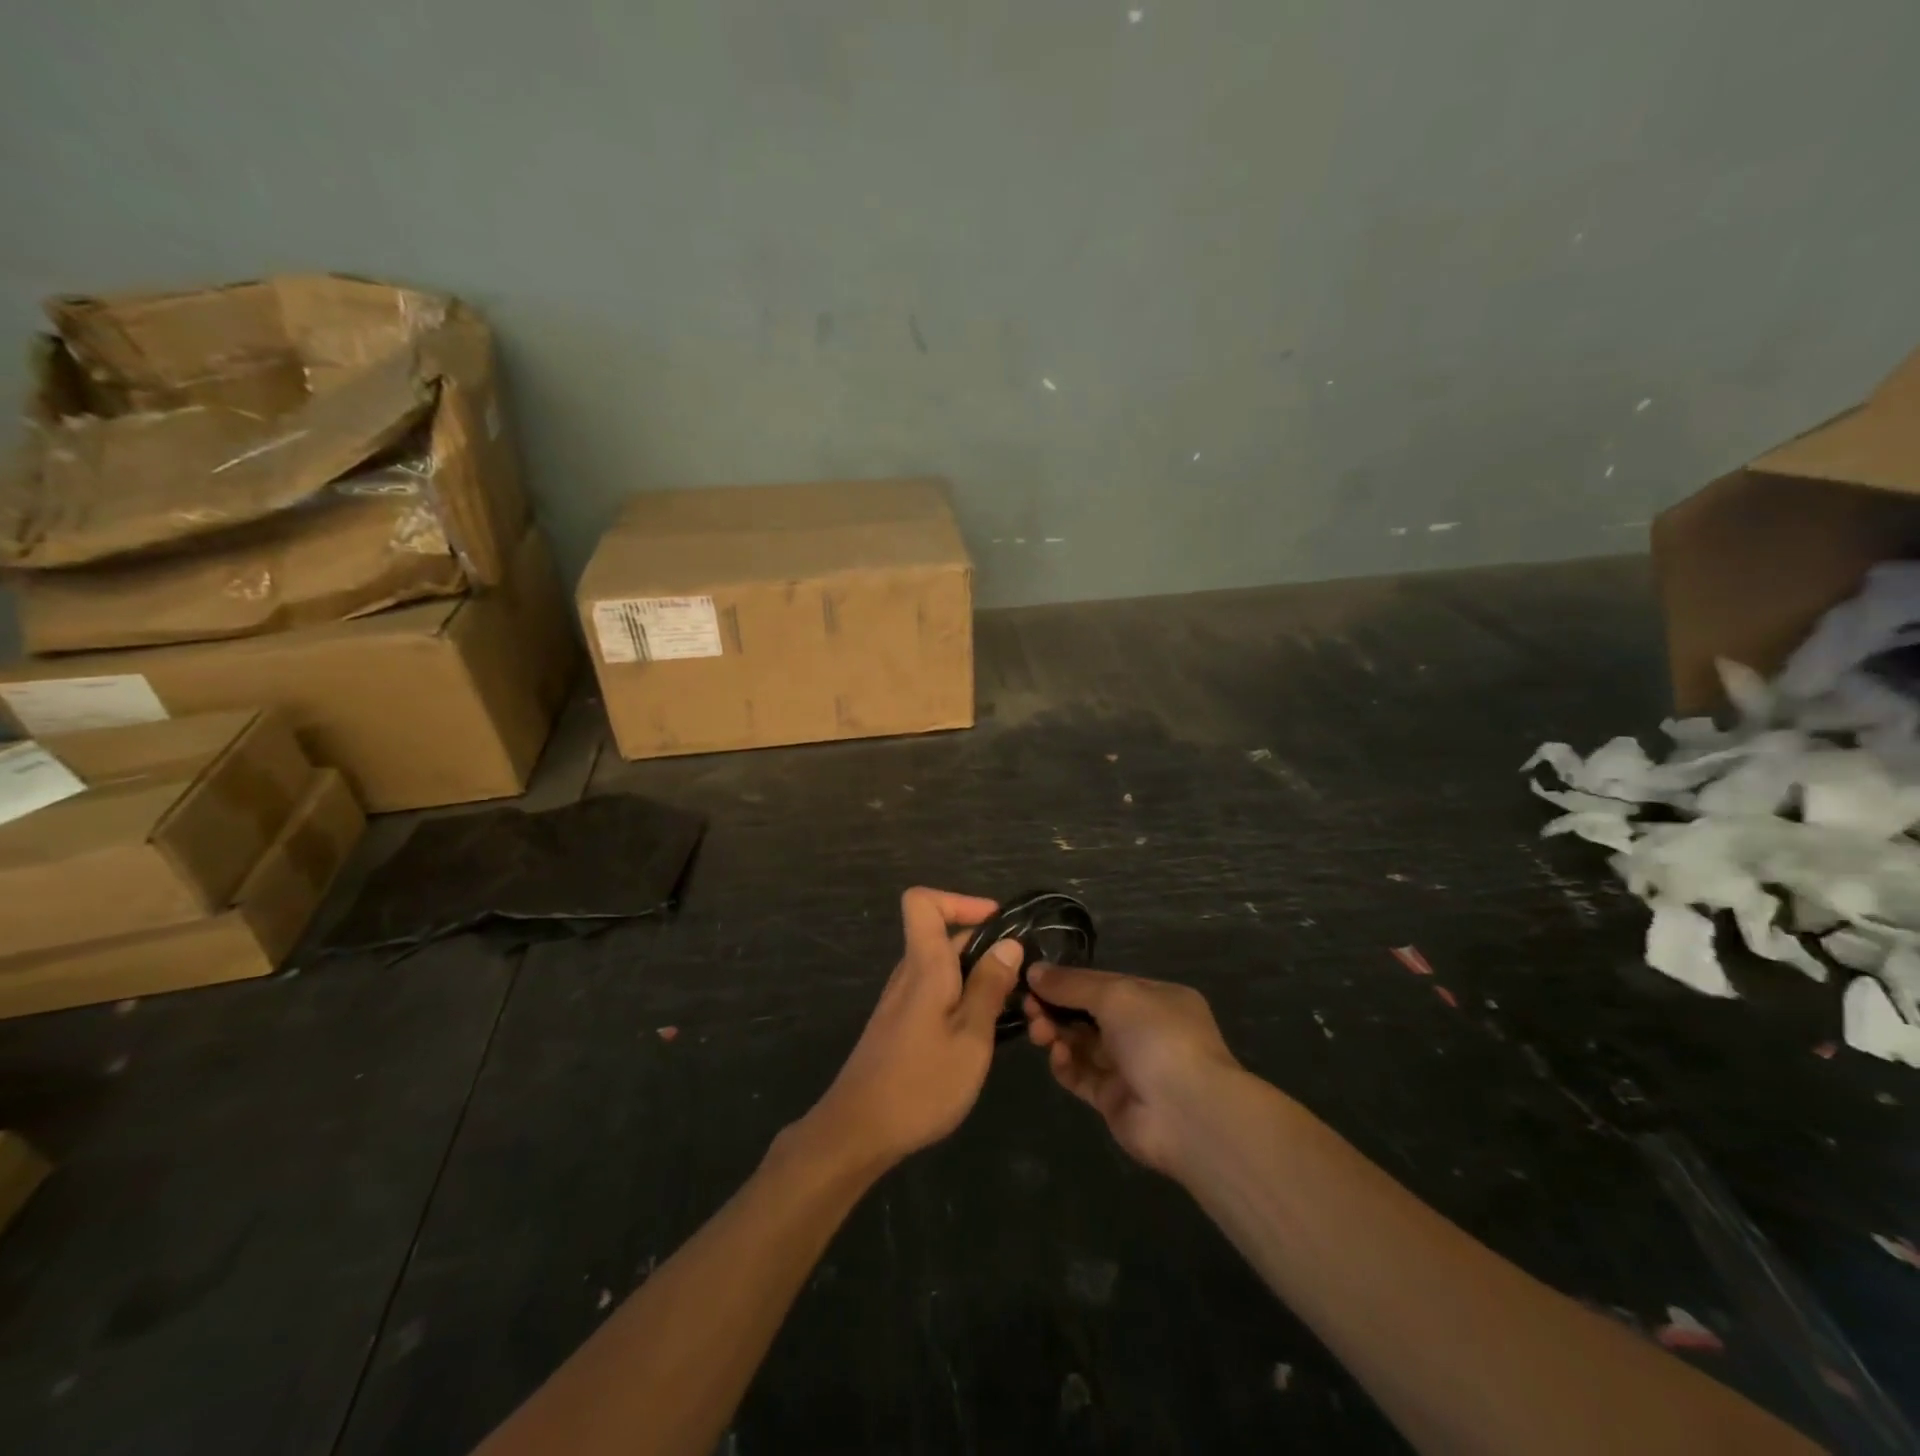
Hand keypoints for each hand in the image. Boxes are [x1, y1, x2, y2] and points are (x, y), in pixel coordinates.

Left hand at [803, 889, 1022, 1171]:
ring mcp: (902, 1000)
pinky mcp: (901, 1025)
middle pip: (942, 935)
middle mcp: (909, 973)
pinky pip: (936, 992)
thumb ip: (990, 987)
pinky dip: (963, 998)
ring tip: (1011, 1007)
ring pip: (943, 967)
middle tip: (1023, 978)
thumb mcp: (971, 1037)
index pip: (922, 902)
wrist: (858, 1132)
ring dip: (977, 976)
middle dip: (985, 945)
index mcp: (924, 966)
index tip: (997, 923)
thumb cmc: (921, 1084)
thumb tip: (1009, 943)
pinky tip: (984, 1033)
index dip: (959, 900)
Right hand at [1023, 965, 1241, 1175]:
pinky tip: (1056, 1054)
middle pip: (1089, 1014)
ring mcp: (1130, 1067)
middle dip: (1058, 1008)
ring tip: (1038, 1030)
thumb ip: (1072, 984)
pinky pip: (1082, 1075)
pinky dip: (1065, 1064)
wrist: (1187, 1113)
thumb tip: (1034, 971)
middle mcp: (1144, 1031)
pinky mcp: (1114, 1100)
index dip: (1069, 981)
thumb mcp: (1115, 995)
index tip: (1034, 979)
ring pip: (1082, 1044)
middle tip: (1029, 1006)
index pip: (1104, 983)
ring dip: (1057, 1034)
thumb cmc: (1157, 1036)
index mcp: (1155, 998)